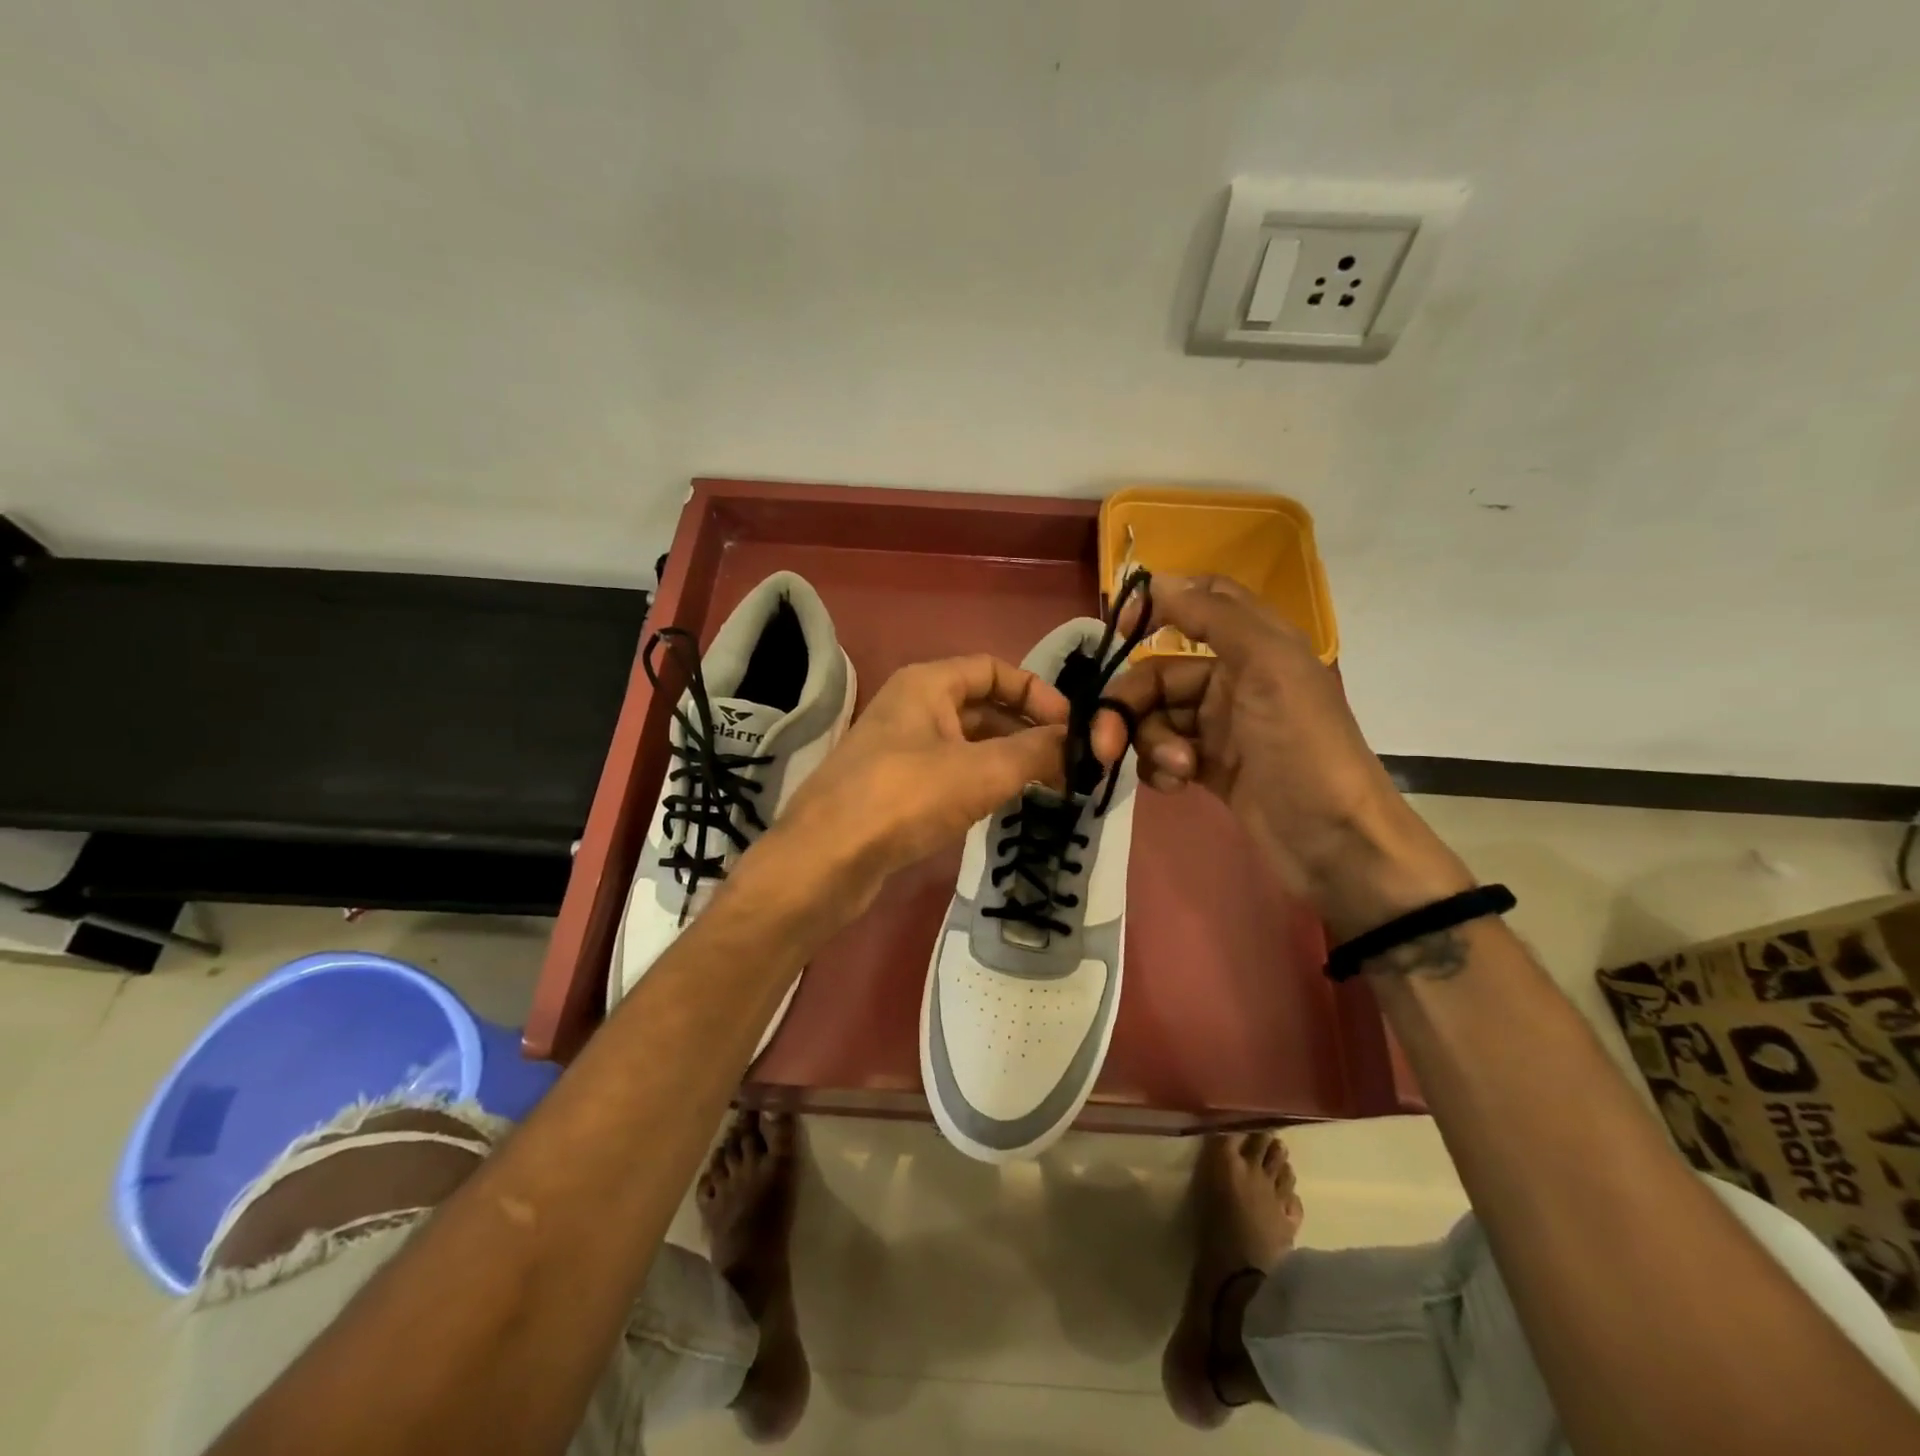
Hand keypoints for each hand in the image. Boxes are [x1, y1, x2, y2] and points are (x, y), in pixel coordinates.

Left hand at [748, 655, 1068, 921]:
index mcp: (927, 683)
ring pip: (965, 742)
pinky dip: (978, 781)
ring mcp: (898, 748)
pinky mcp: (892, 787)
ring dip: (1005, 758)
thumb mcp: (983, 771)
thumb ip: (1036, 752)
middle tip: (1066, 763)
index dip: (1037, 692)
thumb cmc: (906, 798)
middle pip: (981, 705)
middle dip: (1025, 729)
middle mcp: (911, 706)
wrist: (827, 859)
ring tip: (1045, 785)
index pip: (994, 669)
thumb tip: (1079, 743)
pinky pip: (947, 771)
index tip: (1071, 727)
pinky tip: (1000, 806)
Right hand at [1093, 575, 1469, 940]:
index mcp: (1255, 645)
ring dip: (1150, 742)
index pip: (1201, 602)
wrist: (1334, 841)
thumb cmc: (1303, 747)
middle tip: (1106, 742)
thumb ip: (1215, 616)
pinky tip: (1177, 785)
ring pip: (1154, 716)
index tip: (1118, 628)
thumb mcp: (1268, 667)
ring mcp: (1220, 726)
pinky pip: (1162, 753)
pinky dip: (1159, 767)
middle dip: (1129, 704)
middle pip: (1157, 673)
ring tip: (1177, 769)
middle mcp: (1234, 678)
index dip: (1159, 605)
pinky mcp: (1209, 766)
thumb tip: (1158, 580)